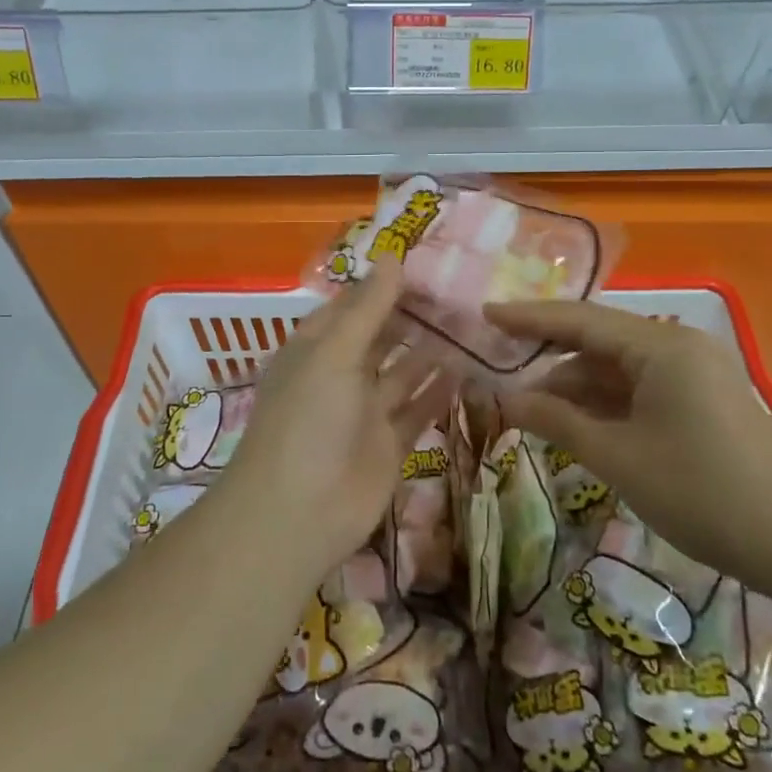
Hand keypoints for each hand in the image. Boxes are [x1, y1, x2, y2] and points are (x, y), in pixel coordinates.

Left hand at [224, 260, 453, 579]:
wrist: (298, 514)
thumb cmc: (308, 420)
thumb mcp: (334, 353)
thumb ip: (367, 309)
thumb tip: (393, 257)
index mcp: (316, 348)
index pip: (353, 306)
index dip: (385, 285)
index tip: (428, 264)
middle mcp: (340, 375)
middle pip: (381, 336)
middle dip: (414, 316)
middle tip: (462, 291)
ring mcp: (365, 412)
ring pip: (404, 372)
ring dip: (432, 350)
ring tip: (473, 322)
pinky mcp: (389, 445)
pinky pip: (418, 409)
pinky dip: (440, 391)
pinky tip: (469, 368)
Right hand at [485, 300, 771, 595]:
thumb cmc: (701, 493)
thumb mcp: (618, 457)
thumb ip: (558, 421)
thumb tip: (507, 400)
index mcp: (661, 346)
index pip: (580, 320)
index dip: (529, 318)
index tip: (485, 315)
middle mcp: (678, 346)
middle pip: (598, 339)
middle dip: (548, 354)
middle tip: (496, 361)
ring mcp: (694, 372)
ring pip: (618, 367)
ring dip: (574, 384)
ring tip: (526, 405)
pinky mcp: (701, 399)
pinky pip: (640, 387)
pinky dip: (604, 401)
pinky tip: (572, 420)